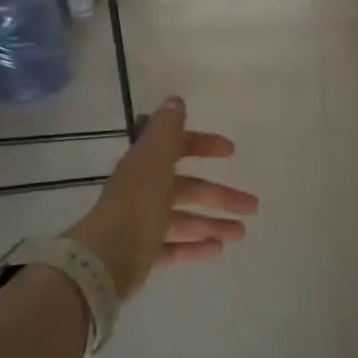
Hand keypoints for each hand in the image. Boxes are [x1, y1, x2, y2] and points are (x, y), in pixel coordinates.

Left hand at [69, 97, 258, 298]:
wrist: (106, 258)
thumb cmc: (138, 202)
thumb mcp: (155, 159)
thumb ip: (168, 129)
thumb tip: (175, 100)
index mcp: (146, 166)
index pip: (177, 149)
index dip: (203, 145)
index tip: (230, 151)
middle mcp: (144, 192)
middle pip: (188, 189)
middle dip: (221, 195)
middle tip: (252, 205)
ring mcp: (143, 224)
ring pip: (185, 220)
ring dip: (214, 223)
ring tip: (240, 233)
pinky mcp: (143, 254)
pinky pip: (175, 247)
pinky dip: (196, 247)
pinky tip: (219, 250)